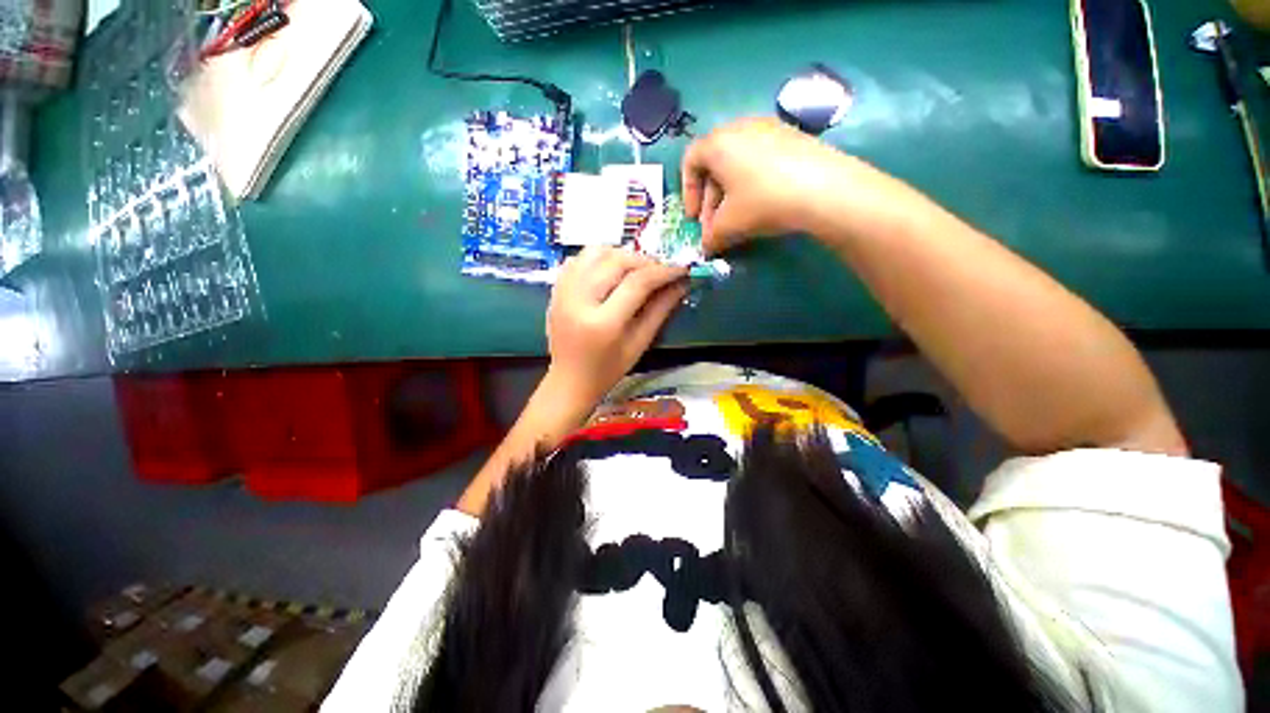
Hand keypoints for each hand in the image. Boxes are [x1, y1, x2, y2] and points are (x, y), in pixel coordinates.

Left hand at [546, 247, 687, 407]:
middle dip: (643, 260)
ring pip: (594, 252)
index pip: (637, 283)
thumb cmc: (608, 370)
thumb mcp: (639, 344)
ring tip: (636, 268)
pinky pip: (578, 259)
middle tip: (660, 269)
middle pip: (615, 261)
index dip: (663, 271)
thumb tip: (681, 284)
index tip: (681, 268)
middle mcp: (578, 301)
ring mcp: (563, 293)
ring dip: (620, 254)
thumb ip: (660, 311)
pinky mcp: (555, 290)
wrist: (569, 380)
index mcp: (603, 323)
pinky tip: (610, 271)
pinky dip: (598, 258)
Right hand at [681, 117, 882, 253]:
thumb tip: (707, 247)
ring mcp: (769, 128)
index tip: (694, 218)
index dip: (687, 192)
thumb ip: (711, 237)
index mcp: (718, 143)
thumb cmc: (763, 201)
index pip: (690, 161)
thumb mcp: (729, 225)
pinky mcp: (791, 136)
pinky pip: (759, 159)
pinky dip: (751, 182)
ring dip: (730, 193)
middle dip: (710, 200)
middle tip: (716, 227)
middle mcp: (740, 127)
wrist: (824, 188)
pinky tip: (762, 204)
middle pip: (714, 164)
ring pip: (737, 163)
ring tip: (738, 219)